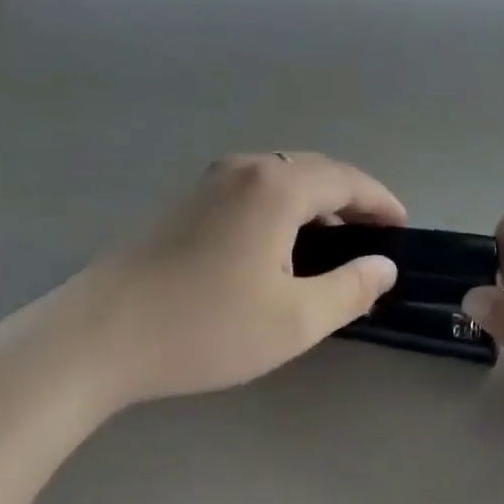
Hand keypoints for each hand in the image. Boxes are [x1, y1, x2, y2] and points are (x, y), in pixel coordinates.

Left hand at [69, 153, 404, 411]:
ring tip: (333, 244)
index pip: (346, 180)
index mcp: (277, 185)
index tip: (403, 227)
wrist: (99, 335)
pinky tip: (278, 247)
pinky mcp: (187, 200)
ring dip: (315, 203)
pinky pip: (253, 189)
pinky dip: (282, 208)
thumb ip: (349, 289)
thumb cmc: (205, 326)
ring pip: (282, 178)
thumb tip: (383, 266)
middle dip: (350, 199)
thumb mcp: (293, 320)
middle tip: (374, 236)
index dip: (380, 202)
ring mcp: (211, 180)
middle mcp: (246, 167)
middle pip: (315, 171)